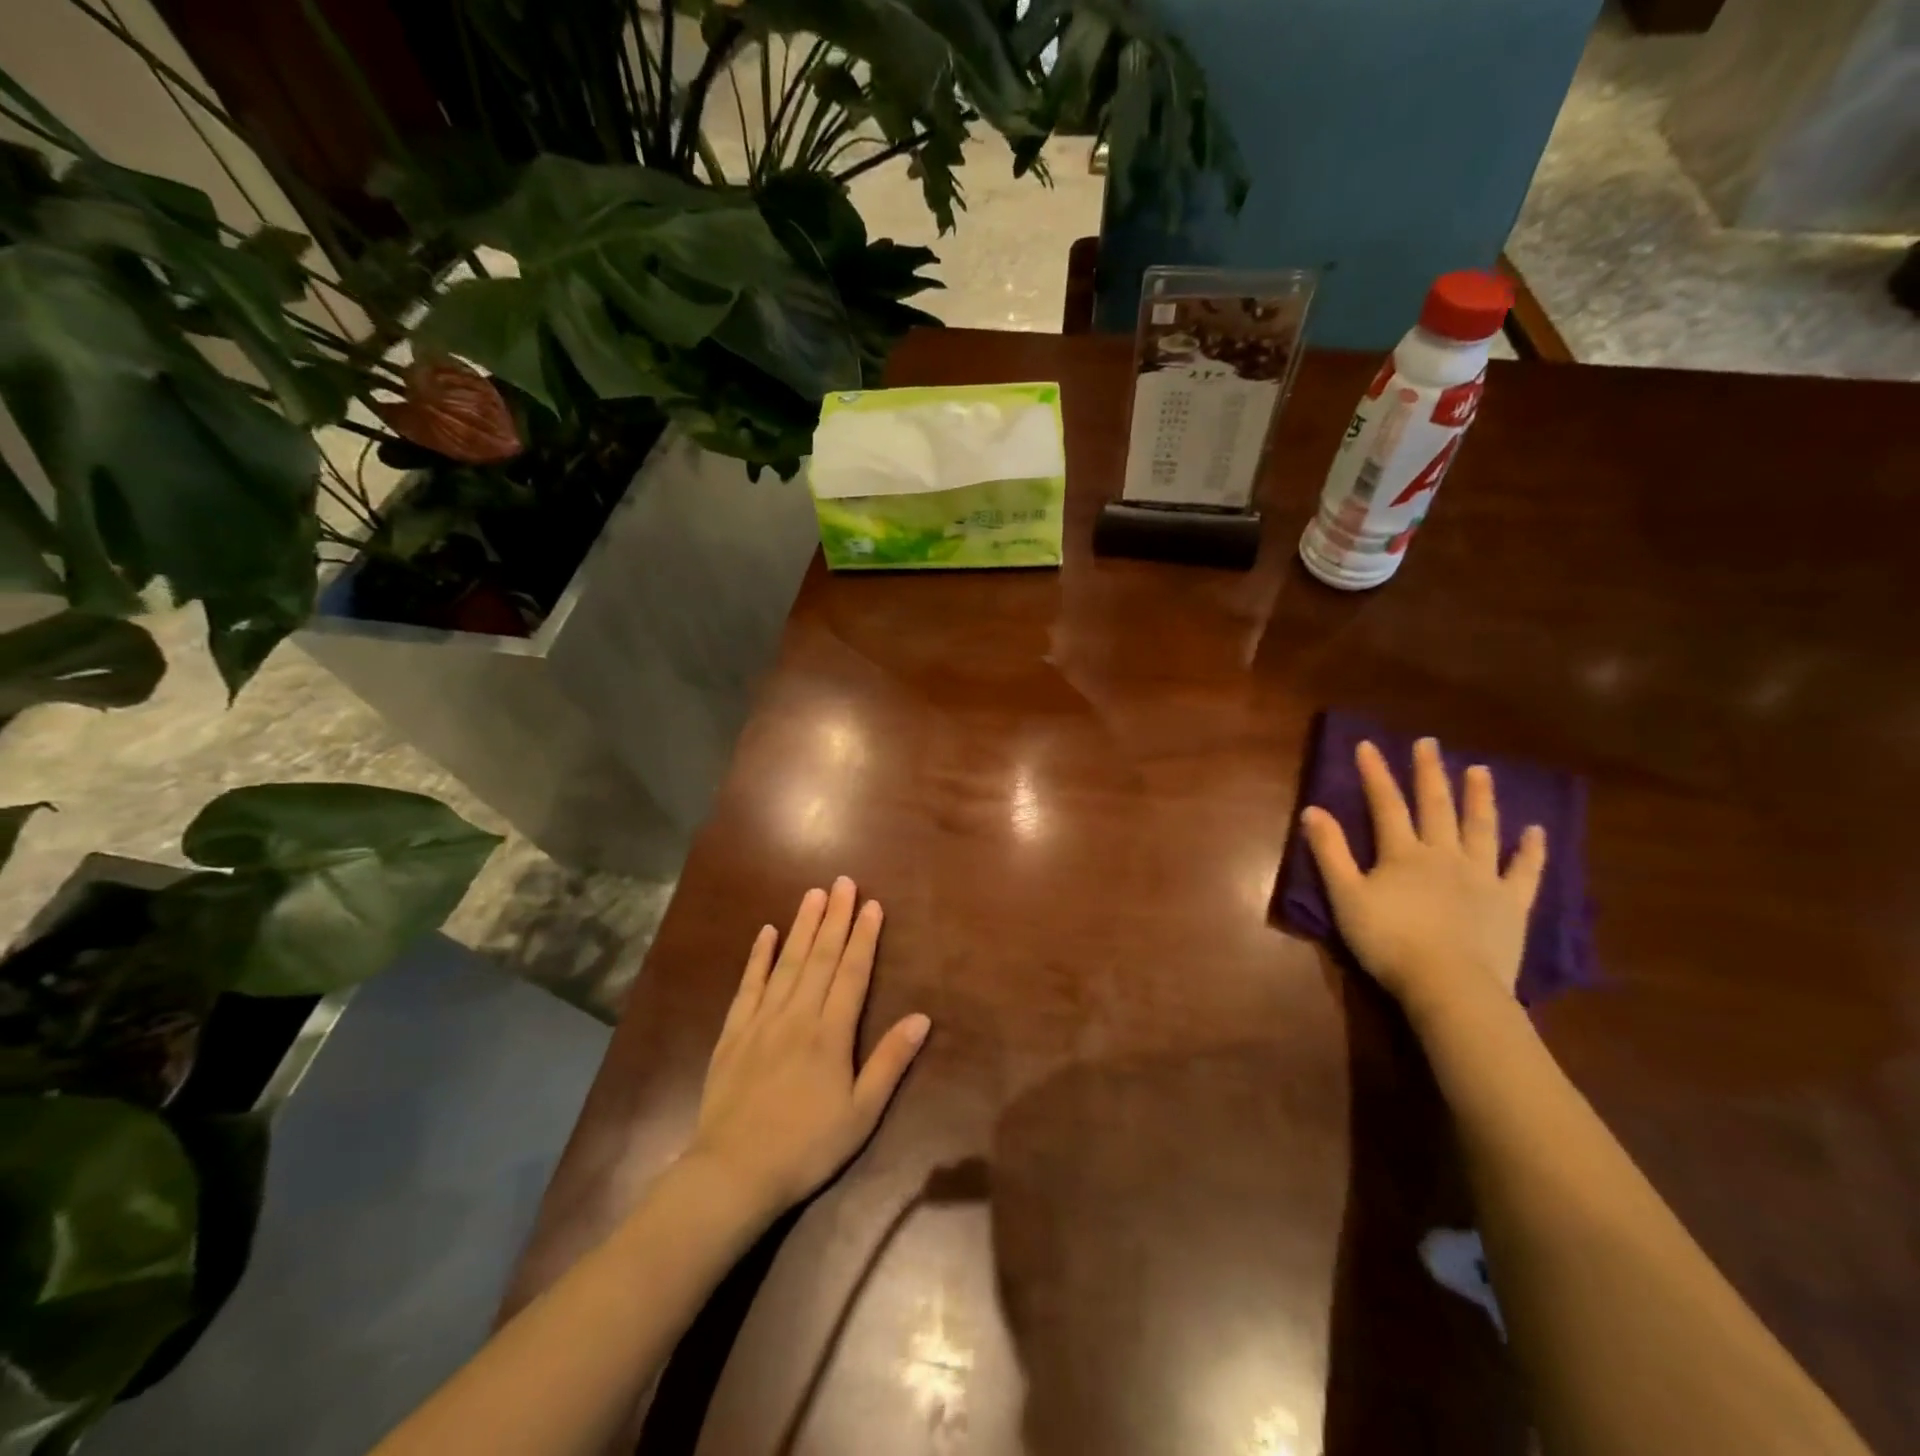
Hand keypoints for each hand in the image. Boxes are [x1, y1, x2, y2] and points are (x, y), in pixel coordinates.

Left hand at [686, 878, 930, 1218]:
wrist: (733, 1173)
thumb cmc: (807, 1147)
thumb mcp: (861, 1114)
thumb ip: (890, 1062)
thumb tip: (921, 1018)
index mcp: (830, 1033)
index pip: (852, 973)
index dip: (864, 937)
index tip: (873, 905)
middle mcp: (797, 1016)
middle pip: (820, 957)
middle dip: (836, 918)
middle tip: (844, 883)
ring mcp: (761, 1021)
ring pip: (786, 963)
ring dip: (802, 926)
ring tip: (814, 894)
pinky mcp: (733, 1033)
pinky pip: (748, 986)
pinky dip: (758, 957)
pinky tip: (766, 933)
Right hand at [1299, 737, 1546, 1019]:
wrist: (1449, 984)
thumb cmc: (1389, 941)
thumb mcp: (1346, 896)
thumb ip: (1330, 852)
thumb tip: (1313, 809)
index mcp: (1403, 853)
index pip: (1386, 804)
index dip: (1375, 774)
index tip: (1367, 745)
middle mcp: (1444, 855)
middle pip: (1436, 806)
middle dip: (1429, 773)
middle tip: (1429, 743)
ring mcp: (1482, 877)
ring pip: (1481, 829)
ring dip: (1479, 798)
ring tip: (1479, 770)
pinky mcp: (1511, 904)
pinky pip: (1524, 871)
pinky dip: (1530, 850)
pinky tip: (1535, 831)